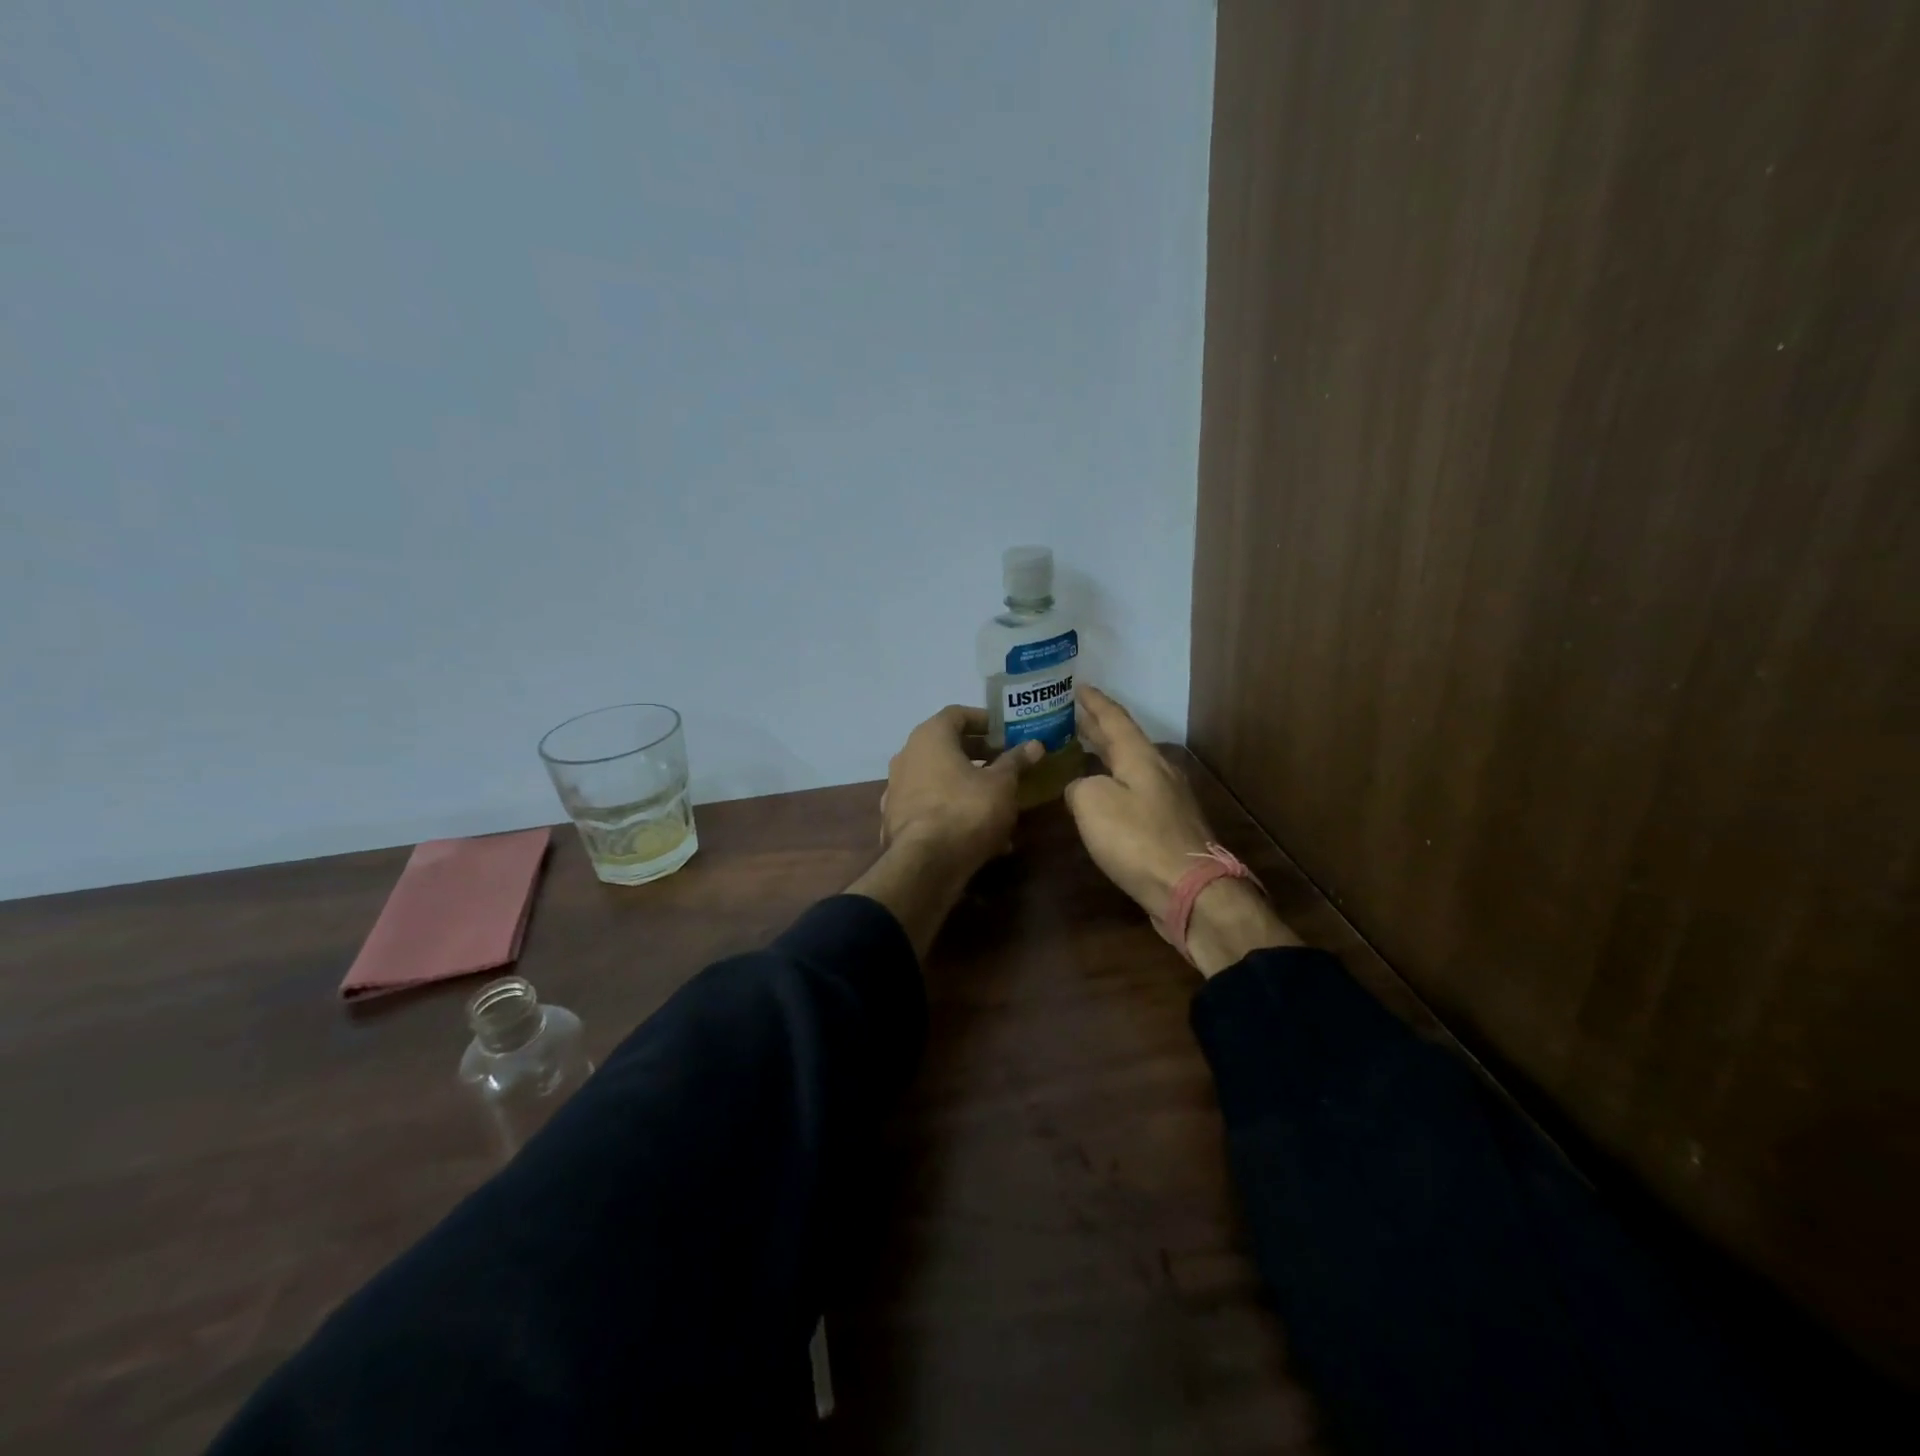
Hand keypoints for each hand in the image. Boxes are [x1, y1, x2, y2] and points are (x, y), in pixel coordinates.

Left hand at [881, 705, 1042, 875]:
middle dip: (979, 754)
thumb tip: (1035, 745)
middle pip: (946, 746)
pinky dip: (954, 811)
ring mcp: (897, 789)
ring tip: (999, 802)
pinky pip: (931, 806)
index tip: (1006, 733)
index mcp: (929, 737)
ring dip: (968, 785)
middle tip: (1006, 763)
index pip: (957, 714)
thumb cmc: (966, 811)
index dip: (984, 720)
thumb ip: (1016, 761)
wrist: (925, 865)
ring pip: (940, 779)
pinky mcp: (896, 819)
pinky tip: (980, 834)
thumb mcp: (1002, 784)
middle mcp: (907, 756)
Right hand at [1064, 686, 1296, 974]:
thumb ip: (1079, 786)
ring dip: (1106, 755)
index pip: (1114, 718)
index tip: (1078, 686)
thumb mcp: (1092, 803)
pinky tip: (1102, 795)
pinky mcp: (1168, 827)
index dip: (1094, 702)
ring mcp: (1167, 800)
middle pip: (1124, 740)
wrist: (1189, 889)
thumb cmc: (1137, 839)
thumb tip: (1081, 789)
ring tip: (1082, 750)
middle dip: (1097, 726)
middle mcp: (1158, 771)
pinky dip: (1113, 783)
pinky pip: (1134, 792)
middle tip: (1073, 715)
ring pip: (1130, 766)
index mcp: (1140, 757)